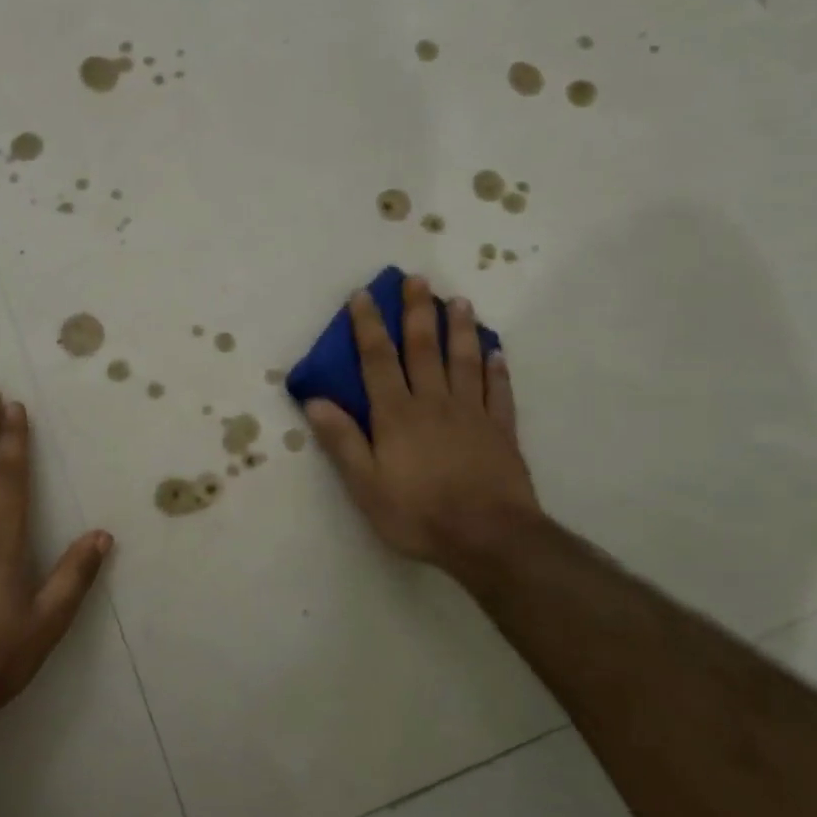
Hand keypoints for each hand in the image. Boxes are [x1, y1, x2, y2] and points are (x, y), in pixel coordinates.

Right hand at [305, 276, 540, 575]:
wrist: (488, 537)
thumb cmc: (417, 513)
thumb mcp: (365, 484)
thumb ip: (342, 440)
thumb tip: (315, 400)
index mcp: (397, 414)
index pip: (377, 360)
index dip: (368, 326)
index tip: (362, 295)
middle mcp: (433, 403)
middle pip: (423, 349)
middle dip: (417, 312)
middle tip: (416, 279)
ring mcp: (471, 414)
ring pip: (464, 361)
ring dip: (459, 329)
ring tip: (459, 300)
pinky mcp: (501, 431)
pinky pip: (499, 392)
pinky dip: (497, 369)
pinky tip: (497, 352)